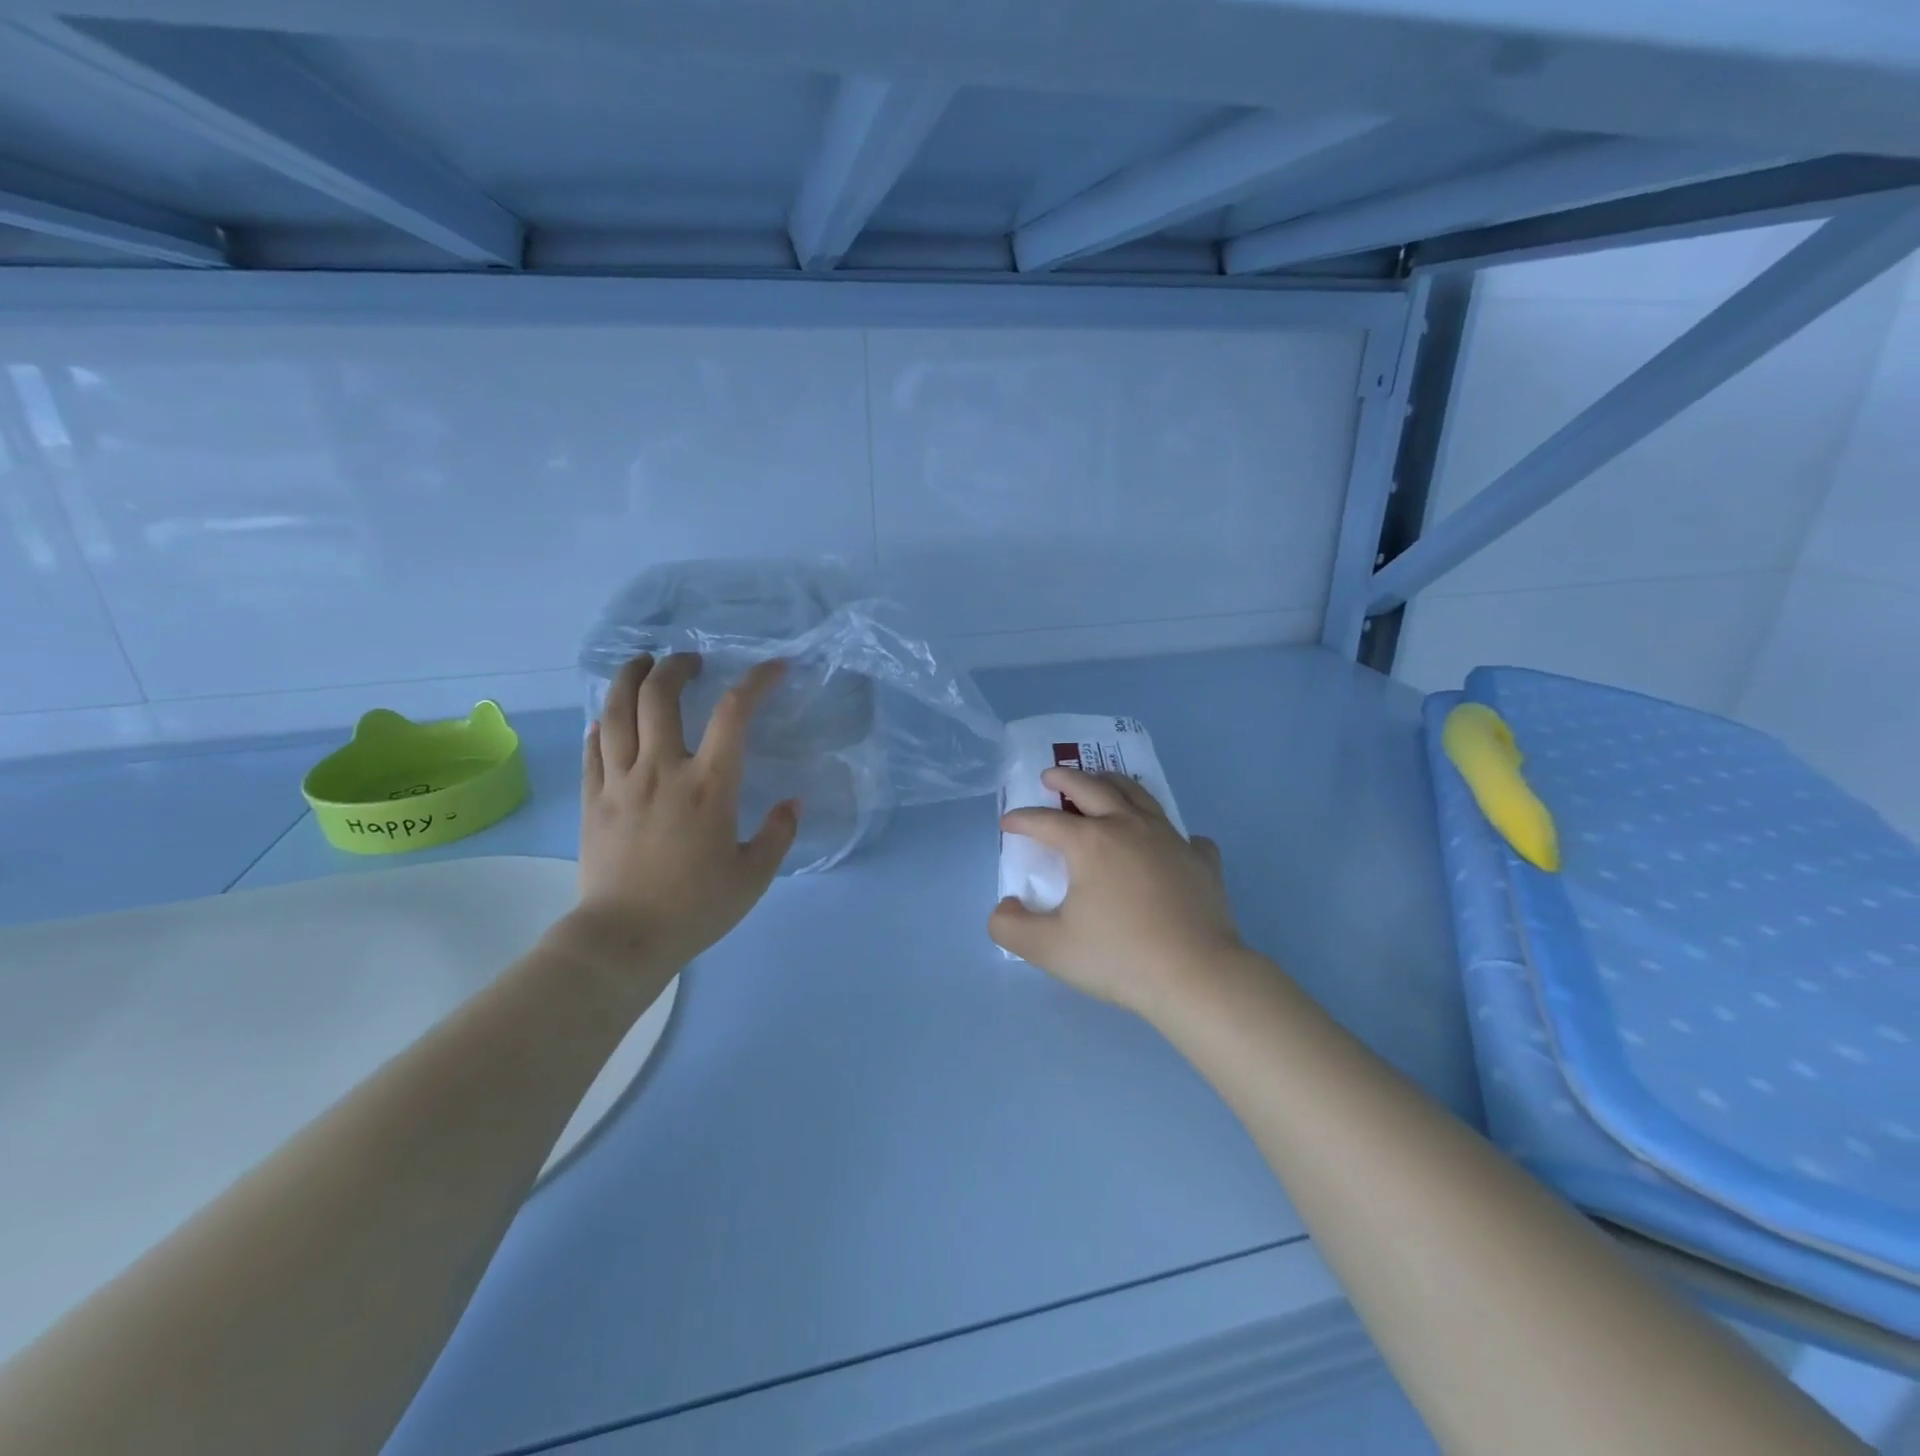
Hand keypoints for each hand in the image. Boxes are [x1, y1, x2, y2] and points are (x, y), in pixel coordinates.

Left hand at [567, 653, 798, 976]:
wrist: (623, 939)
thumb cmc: (695, 908)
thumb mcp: (754, 876)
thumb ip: (778, 834)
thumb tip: (792, 802)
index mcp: (709, 785)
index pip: (733, 713)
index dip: (756, 681)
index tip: (773, 667)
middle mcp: (662, 770)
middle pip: (660, 694)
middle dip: (676, 666)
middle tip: (690, 662)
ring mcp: (620, 781)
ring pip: (617, 710)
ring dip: (631, 677)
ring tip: (643, 665)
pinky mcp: (593, 798)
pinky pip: (593, 745)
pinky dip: (604, 721)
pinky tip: (612, 718)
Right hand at [990, 768, 1241, 1017]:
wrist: (1197, 976)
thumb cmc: (1118, 957)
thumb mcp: (1049, 948)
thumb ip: (1011, 927)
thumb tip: (1003, 908)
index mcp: (1090, 842)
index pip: (1045, 821)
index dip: (1021, 819)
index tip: (1007, 822)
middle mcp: (1129, 827)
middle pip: (1092, 788)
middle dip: (1066, 778)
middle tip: (1051, 775)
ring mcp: (1170, 839)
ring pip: (1138, 795)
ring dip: (1113, 783)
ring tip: (1102, 782)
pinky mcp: (1201, 859)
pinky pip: (1182, 834)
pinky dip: (1167, 831)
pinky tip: (1166, 843)